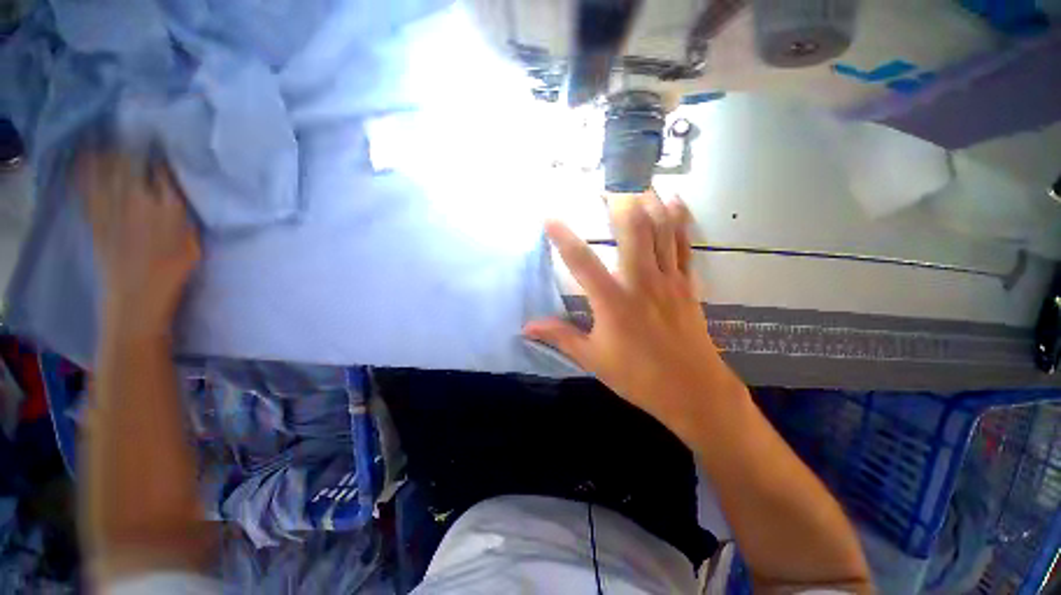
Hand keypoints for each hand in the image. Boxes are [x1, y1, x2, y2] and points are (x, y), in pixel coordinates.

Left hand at [75, 152, 200, 334]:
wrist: (136, 294)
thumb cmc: (173, 268)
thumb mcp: (192, 241)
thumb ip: (184, 212)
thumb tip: (179, 188)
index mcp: (164, 206)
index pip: (162, 169)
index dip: (162, 150)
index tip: (164, 136)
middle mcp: (135, 199)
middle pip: (131, 161)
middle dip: (133, 142)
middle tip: (135, 127)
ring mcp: (110, 206)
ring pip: (106, 168)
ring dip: (108, 149)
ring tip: (111, 134)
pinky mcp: (94, 216)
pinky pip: (86, 186)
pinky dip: (85, 169)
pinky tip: (86, 157)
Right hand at [524, 191, 747, 441]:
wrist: (693, 391)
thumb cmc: (638, 376)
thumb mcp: (593, 358)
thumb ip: (560, 336)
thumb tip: (527, 327)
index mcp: (613, 301)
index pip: (581, 261)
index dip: (563, 237)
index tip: (549, 217)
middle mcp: (640, 282)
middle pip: (632, 230)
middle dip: (618, 202)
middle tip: (605, 186)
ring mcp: (668, 280)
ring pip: (661, 230)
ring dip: (649, 202)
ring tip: (637, 182)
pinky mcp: (687, 284)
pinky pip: (683, 245)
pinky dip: (678, 220)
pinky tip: (674, 201)